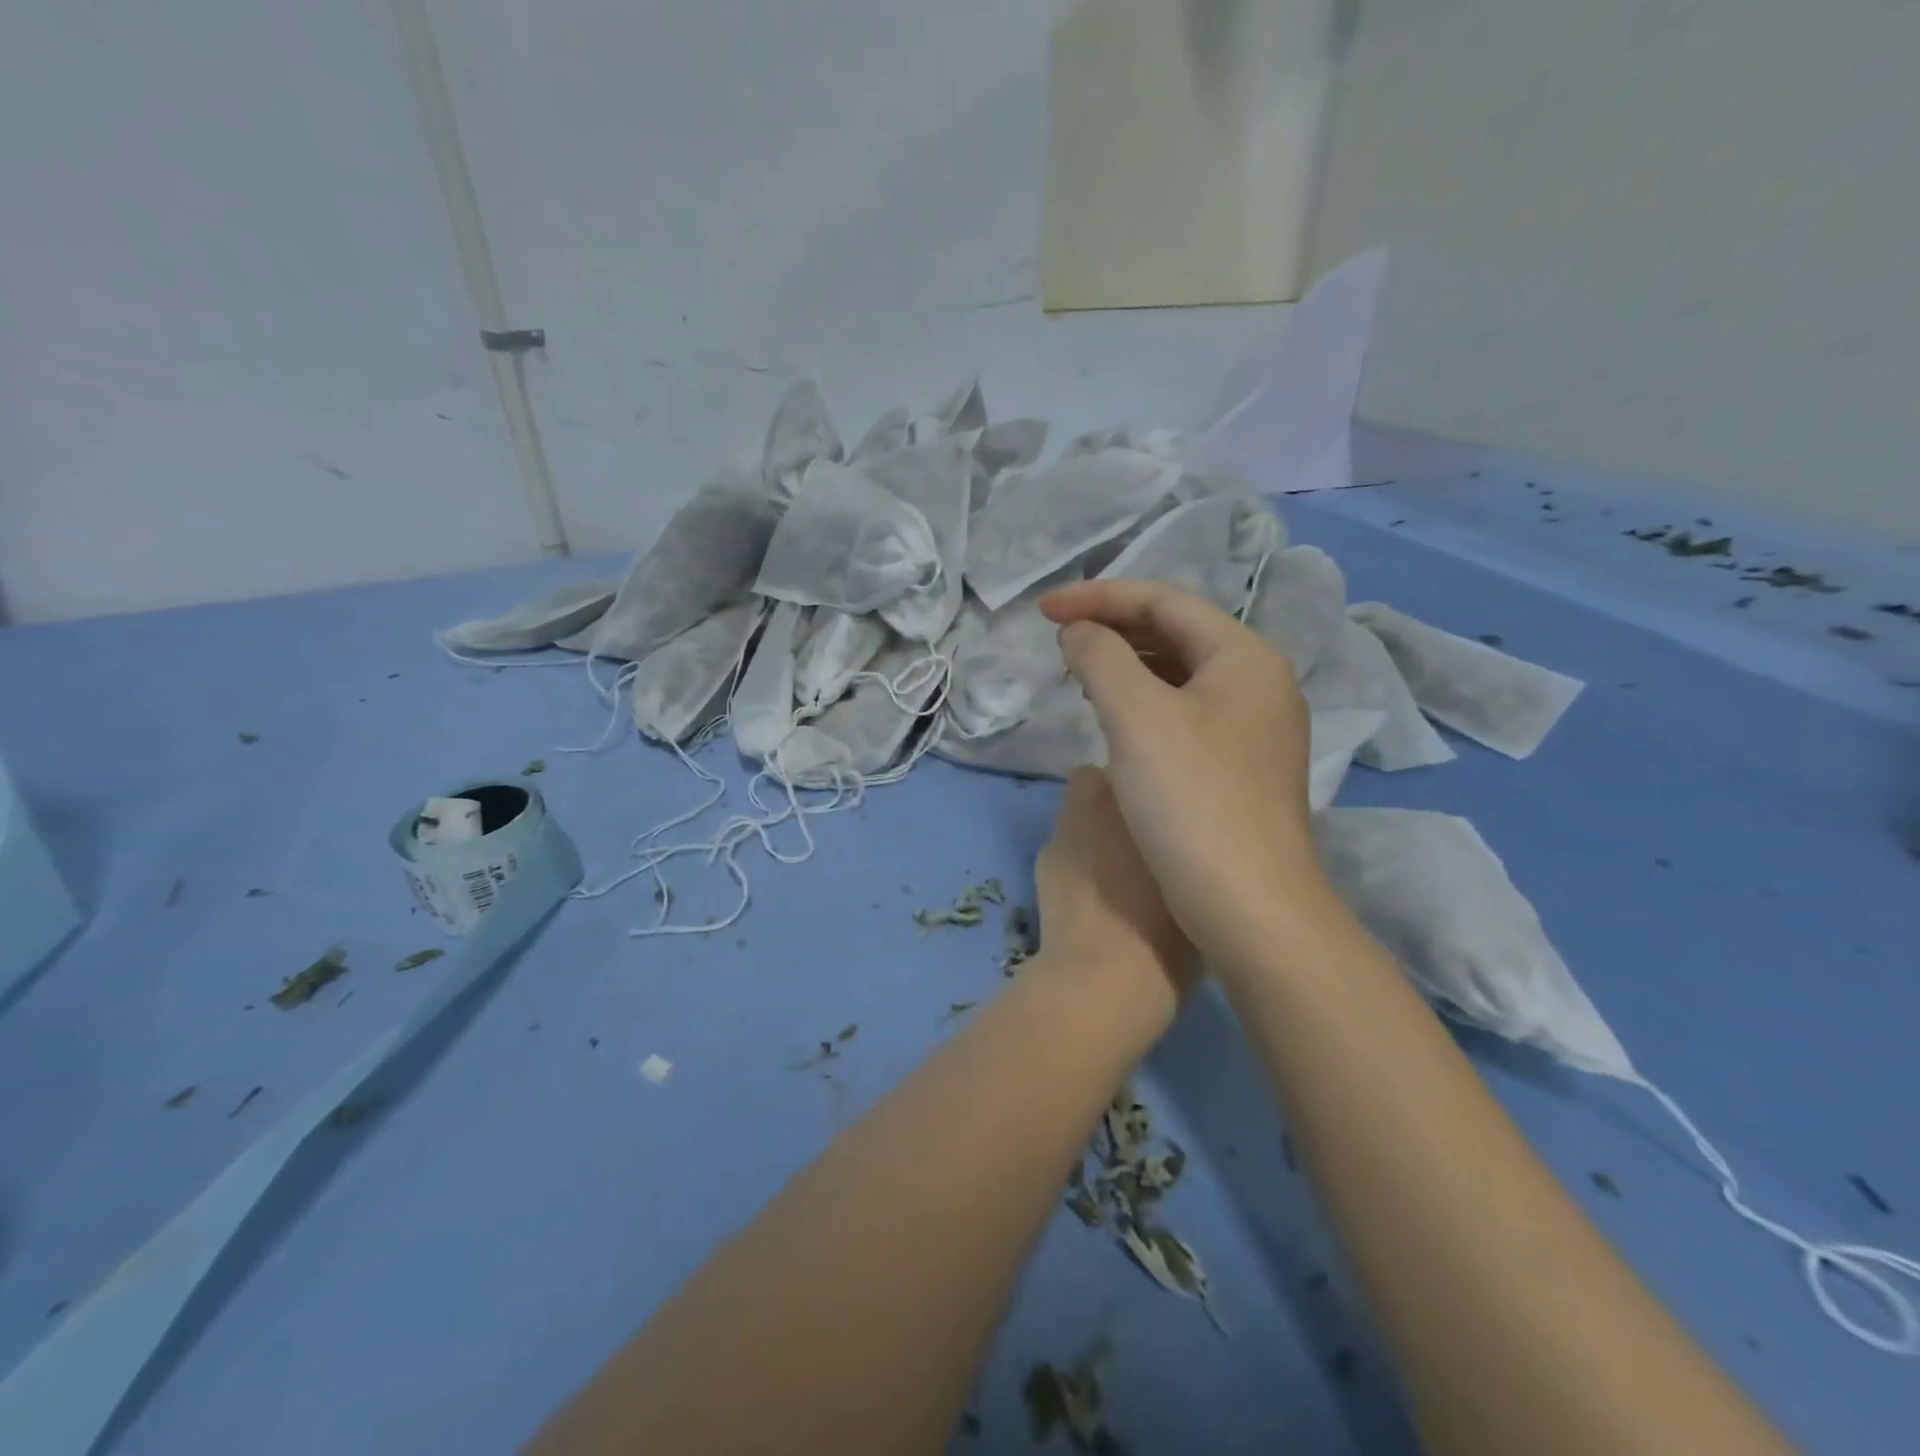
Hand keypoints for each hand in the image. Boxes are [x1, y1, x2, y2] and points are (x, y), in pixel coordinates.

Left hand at [1034, 768, 1195, 1025]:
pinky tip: (1090, 890)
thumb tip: (1192, 842)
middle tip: (1142, 831)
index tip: (1168, 808)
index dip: (1153, 783)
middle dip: (1118, 797)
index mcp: (1146, 800)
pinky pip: (1064, 841)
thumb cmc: (1170, 937)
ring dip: (1093, 824)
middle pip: (1104, 779)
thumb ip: (1192, 849)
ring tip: (1115, 864)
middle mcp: (1101, 801)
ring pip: (1079, 807)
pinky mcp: (1042, 858)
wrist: (1103, 982)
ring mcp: (1065, 828)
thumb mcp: (1202, 887)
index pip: (1143, 763)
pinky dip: (1076, 856)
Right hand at [1040, 580, 1328, 972]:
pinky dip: (1142, 702)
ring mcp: (1253, 727)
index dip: (1098, 596)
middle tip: (1059, 640)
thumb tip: (1078, 632)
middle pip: (1176, 632)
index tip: (1043, 610)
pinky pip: (1183, 711)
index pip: (1164, 601)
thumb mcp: (1136, 717)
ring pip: (1179, 674)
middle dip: (1113, 627)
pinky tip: (1113, 718)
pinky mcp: (1239, 766)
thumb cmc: (1192, 801)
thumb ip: (1100, 658)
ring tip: (1078, 672)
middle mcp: (1258, 682)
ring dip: (1126, 664)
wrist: (1250, 908)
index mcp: (1244, 656)